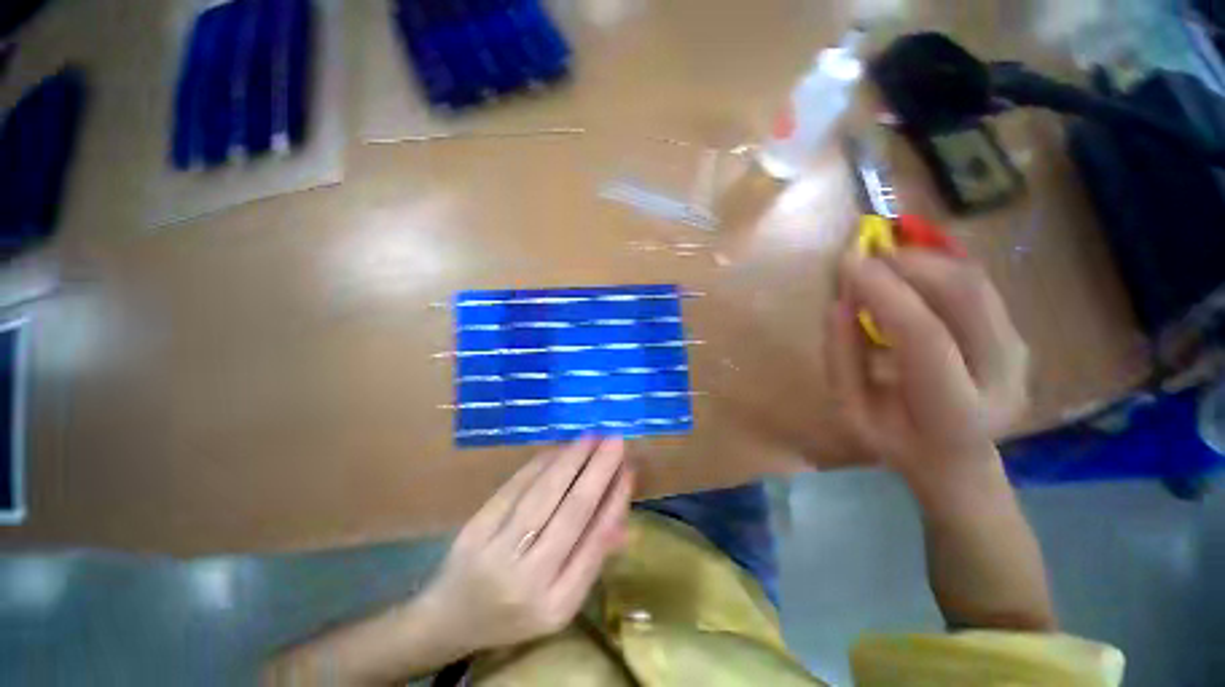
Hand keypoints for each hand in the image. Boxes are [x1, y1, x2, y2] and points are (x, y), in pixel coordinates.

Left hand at [417, 437, 632, 655]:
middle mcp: (529, 580)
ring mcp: (497, 553)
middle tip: (615, 440)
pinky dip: (541, 464)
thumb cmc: (515, 613)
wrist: (450, 620)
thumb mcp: (560, 602)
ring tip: (591, 437)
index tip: (629, 469)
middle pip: (571, 513)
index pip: (595, 541)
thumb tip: (622, 513)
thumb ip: (592, 557)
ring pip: (543, 494)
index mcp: (557, 604)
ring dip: (571, 460)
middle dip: (598, 470)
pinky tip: (559, 448)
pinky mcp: (475, 530)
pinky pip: (515, 487)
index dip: (614, 500)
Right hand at [826, 250, 1028, 485]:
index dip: (884, 293)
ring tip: (883, 264)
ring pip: (976, 284)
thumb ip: (842, 358)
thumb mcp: (851, 411)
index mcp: (954, 412)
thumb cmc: (895, 440)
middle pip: (965, 298)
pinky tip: (909, 276)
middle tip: (866, 258)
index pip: (924, 337)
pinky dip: (940, 270)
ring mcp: (1019, 355)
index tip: (848, 264)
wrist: (957, 460)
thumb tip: (839, 303)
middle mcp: (1002, 379)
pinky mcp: (1018, 337)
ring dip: (926, 262)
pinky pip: (979, 287)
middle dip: (910, 265)